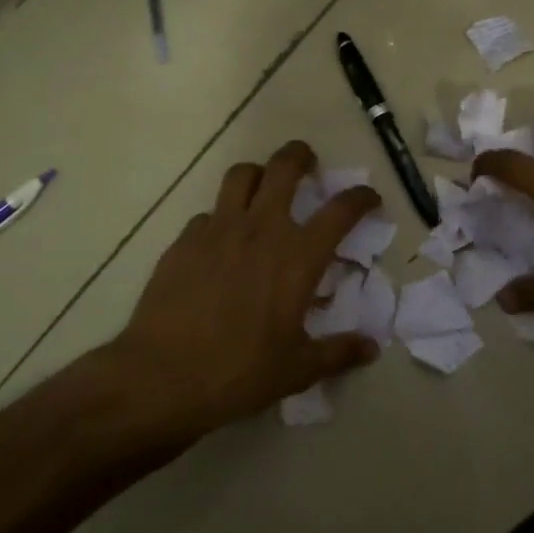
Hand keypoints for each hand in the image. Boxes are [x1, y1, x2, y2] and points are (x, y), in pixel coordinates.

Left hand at [110, 140, 380, 436]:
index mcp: (298, 256)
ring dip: (258, 174)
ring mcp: (218, 230)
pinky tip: (220, 241)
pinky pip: (208, 214)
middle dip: (300, 155)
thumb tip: (372, 348)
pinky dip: (220, 218)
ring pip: (241, 175)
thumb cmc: (239, 372)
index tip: (369, 197)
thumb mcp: (298, 369)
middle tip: (308, 162)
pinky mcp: (184, 241)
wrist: (162, 377)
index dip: (361, 197)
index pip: (340, 210)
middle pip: (284, 167)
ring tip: (263, 187)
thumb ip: (338, 352)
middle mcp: (261, 229)